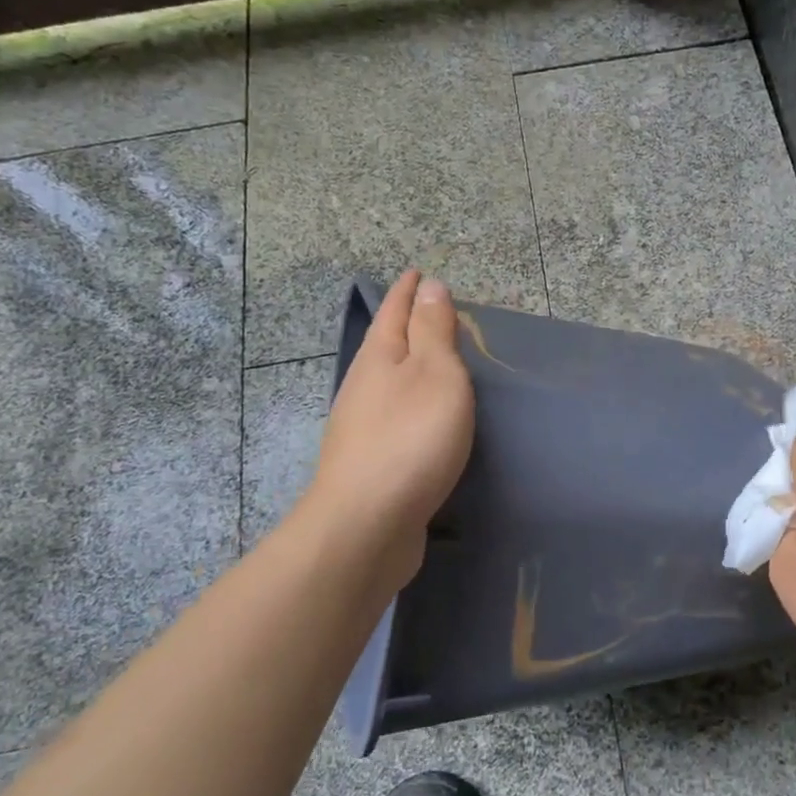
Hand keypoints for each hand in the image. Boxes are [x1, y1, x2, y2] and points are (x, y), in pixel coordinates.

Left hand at [299, 271, 474, 594]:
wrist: (366, 524)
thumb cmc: (411, 439)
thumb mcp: (435, 374)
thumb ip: (433, 331)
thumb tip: (428, 286)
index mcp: (379, 358)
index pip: (394, 311)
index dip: (407, 290)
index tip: (417, 271)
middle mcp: (363, 387)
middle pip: (386, 344)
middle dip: (406, 325)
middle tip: (432, 312)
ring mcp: (361, 427)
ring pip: (388, 383)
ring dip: (408, 367)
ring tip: (433, 362)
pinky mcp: (369, 463)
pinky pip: (394, 417)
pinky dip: (410, 404)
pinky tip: (421, 418)